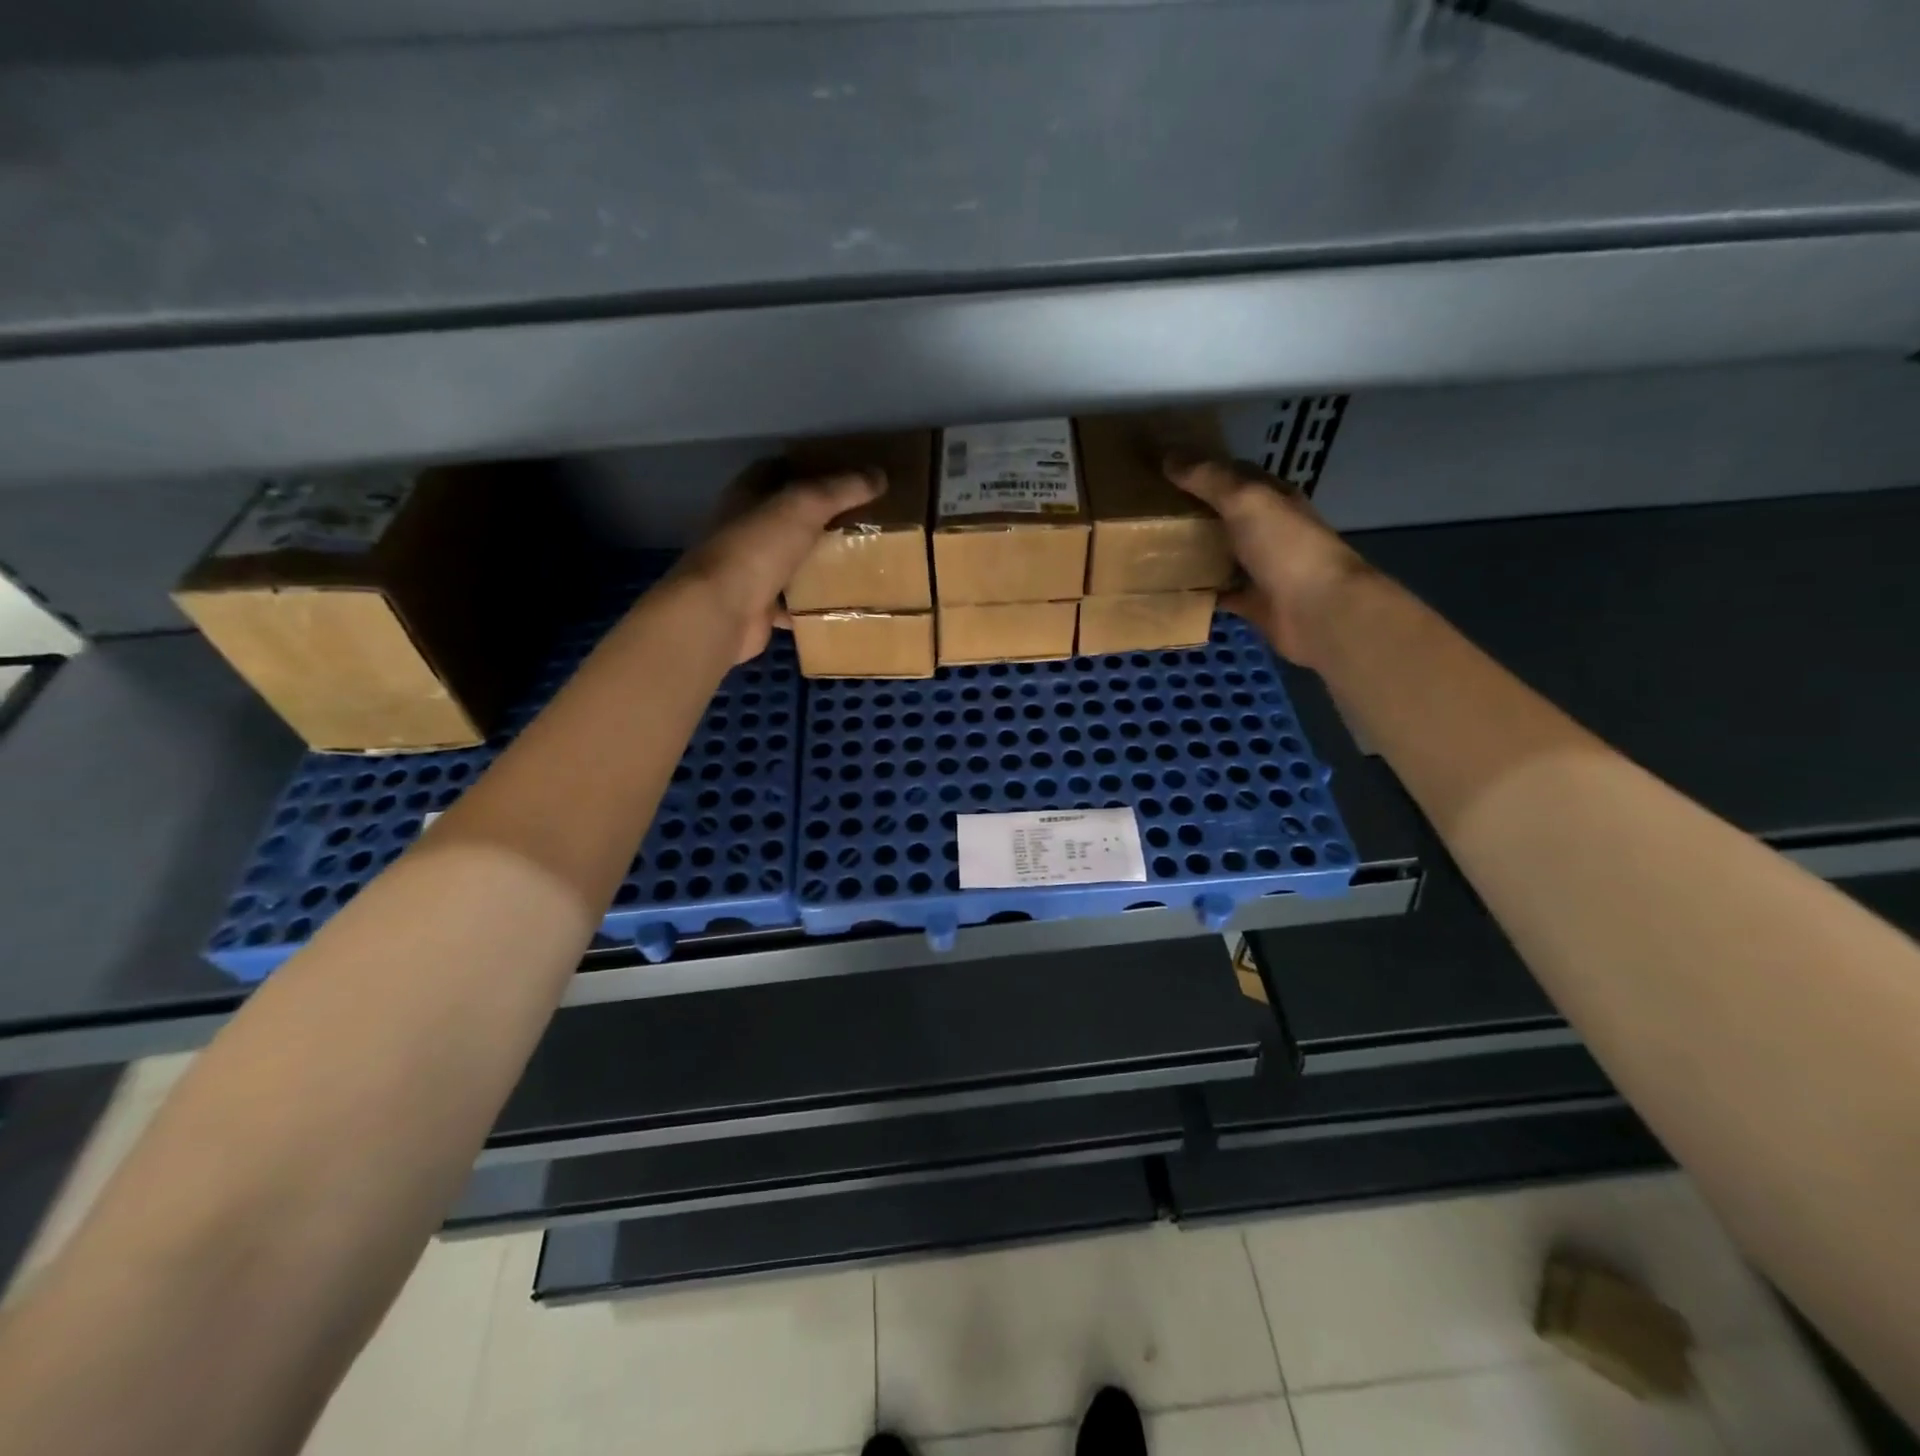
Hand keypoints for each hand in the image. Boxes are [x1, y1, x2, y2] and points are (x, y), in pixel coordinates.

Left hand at [673, 467, 884, 661]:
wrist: (722, 611)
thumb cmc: (757, 547)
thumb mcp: (804, 506)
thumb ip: (841, 489)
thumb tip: (880, 475)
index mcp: (747, 496)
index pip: (777, 471)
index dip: (809, 469)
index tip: (846, 477)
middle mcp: (744, 529)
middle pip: (786, 518)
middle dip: (820, 519)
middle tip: (862, 520)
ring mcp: (749, 570)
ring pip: (789, 560)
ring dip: (817, 562)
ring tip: (860, 561)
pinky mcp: (758, 607)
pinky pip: (792, 603)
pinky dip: (813, 604)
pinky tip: (841, 603)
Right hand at [1166, 456, 1369, 667]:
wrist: (1316, 611)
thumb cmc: (1285, 547)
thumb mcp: (1246, 500)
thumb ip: (1209, 479)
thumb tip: (1168, 455)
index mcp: (1273, 498)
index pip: (1236, 475)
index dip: (1203, 468)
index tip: (1164, 469)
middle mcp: (1269, 530)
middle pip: (1226, 515)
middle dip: (1193, 510)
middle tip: (1147, 510)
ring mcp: (1261, 568)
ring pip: (1220, 553)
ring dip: (1193, 551)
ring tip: (1150, 547)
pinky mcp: (1251, 602)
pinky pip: (1218, 592)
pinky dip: (1197, 590)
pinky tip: (1168, 587)